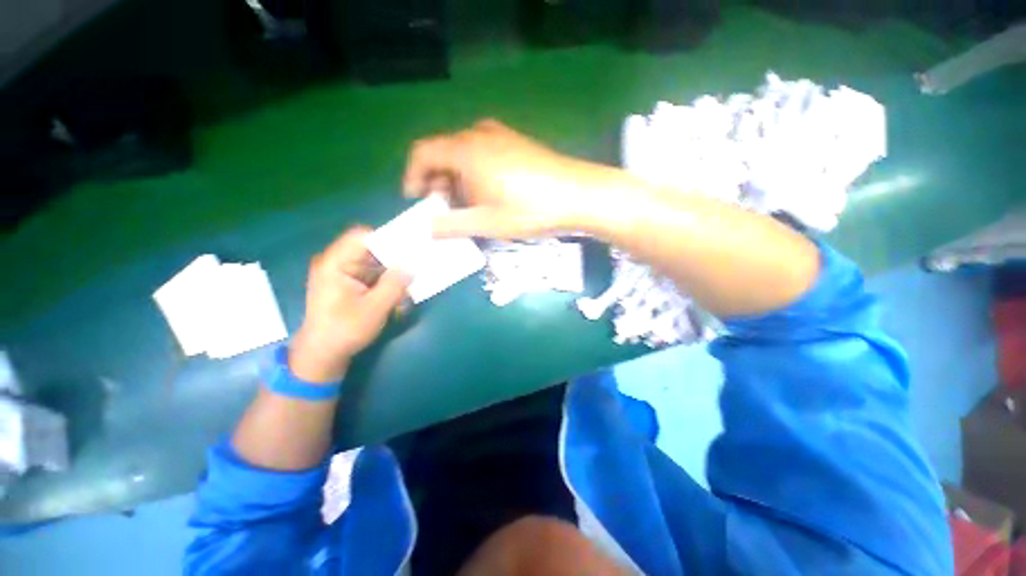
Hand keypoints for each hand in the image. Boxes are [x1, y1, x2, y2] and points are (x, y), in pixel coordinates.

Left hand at [289, 227, 410, 383]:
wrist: (322, 354)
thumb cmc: (344, 331)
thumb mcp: (374, 309)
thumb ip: (394, 285)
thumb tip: (411, 266)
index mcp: (335, 264)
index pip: (362, 237)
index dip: (387, 238)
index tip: (410, 248)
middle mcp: (337, 263)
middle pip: (370, 248)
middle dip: (394, 258)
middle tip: (415, 267)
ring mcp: (342, 273)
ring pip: (374, 261)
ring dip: (392, 272)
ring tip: (408, 284)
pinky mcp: (348, 282)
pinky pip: (371, 273)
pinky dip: (386, 280)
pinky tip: (397, 293)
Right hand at [403, 119, 613, 238]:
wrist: (577, 194)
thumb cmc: (528, 209)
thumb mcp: (486, 223)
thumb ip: (450, 225)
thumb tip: (426, 228)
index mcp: (465, 151)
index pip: (422, 153)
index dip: (413, 177)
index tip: (417, 201)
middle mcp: (478, 134)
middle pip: (442, 152)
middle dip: (436, 181)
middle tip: (444, 208)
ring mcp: (500, 135)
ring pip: (463, 152)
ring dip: (456, 177)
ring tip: (468, 204)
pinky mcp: (516, 142)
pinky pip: (482, 152)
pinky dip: (474, 170)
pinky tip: (489, 192)